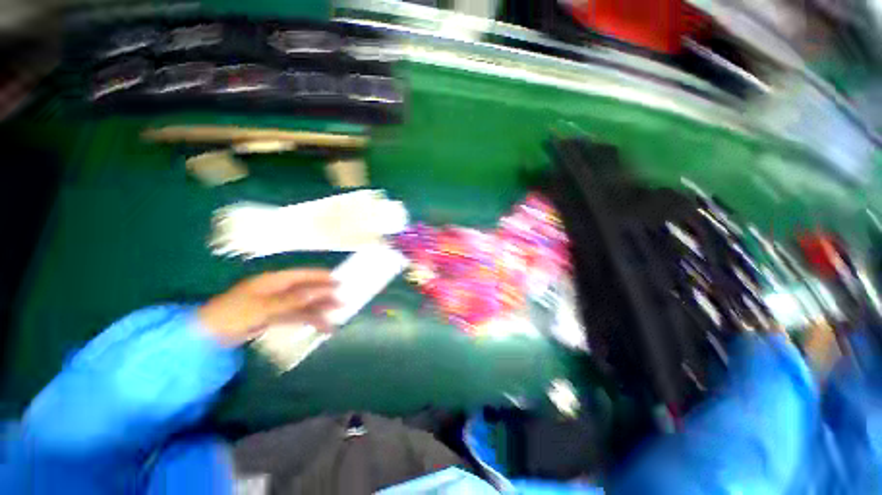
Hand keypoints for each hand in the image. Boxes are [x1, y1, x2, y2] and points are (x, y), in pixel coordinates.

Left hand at [198, 269, 338, 346]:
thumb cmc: (234, 314)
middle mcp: (278, 290)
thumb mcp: (264, 306)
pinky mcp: (274, 317)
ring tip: (336, 319)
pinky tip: (321, 327)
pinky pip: (297, 316)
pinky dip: (309, 321)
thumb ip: (293, 299)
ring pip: (304, 305)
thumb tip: (319, 292)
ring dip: (320, 310)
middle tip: (343, 302)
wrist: (207, 336)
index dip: (321, 277)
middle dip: (324, 296)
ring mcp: (276, 304)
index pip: (303, 275)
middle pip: (306, 290)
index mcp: (274, 281)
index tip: (339, 280)